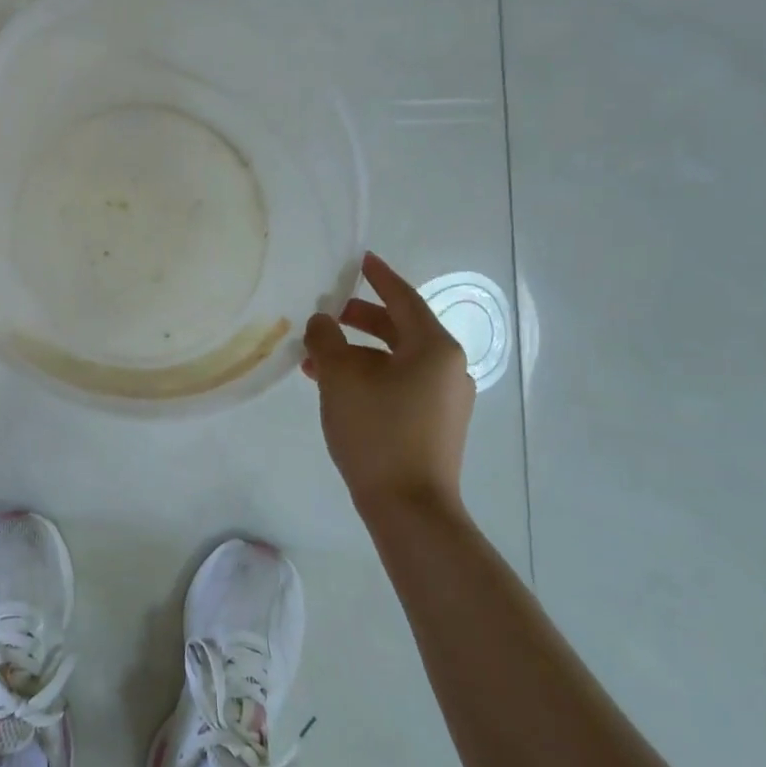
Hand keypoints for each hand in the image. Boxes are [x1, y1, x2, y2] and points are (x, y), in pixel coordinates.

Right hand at [302, 251, 475, 514]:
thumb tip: (322, 322)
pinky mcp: (435, 424)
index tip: (360, 258)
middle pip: (400, 328)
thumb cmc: (377, 431)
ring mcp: (445, 399)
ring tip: (317, 359)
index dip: (379, 276)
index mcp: (434, 348)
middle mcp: (448, 367)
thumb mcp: (341, 377)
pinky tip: (337, 389)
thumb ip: (326, 340)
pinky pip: (400, 384)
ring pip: (396, 360)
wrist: (410, 508)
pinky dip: (370, 376)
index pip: (404, 298)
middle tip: (328, 312)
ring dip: (358, 353)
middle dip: (360, 319)